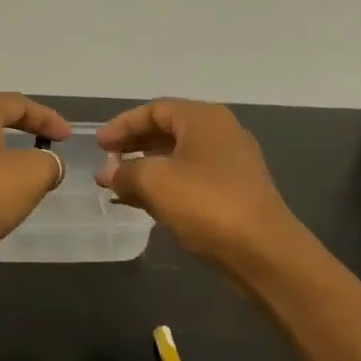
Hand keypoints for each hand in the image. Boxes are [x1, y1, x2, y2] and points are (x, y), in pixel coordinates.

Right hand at [95, 100, 302, 268]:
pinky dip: (164, 187)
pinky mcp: (233, 194)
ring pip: (178, 159)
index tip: (98, 145)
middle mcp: (221, 134)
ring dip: (146, 170)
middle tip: (106, 165)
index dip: (123, 125)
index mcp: (204, 119)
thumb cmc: (205, 203)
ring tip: (117, 186)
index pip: (155, 110)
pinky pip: (190, 181)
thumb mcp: (154, 181)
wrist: (261, 250)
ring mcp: (230, 165)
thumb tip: (111, 174)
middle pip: (168, 132)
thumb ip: (125, 172)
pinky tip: (143, 204)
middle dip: (133, 147)